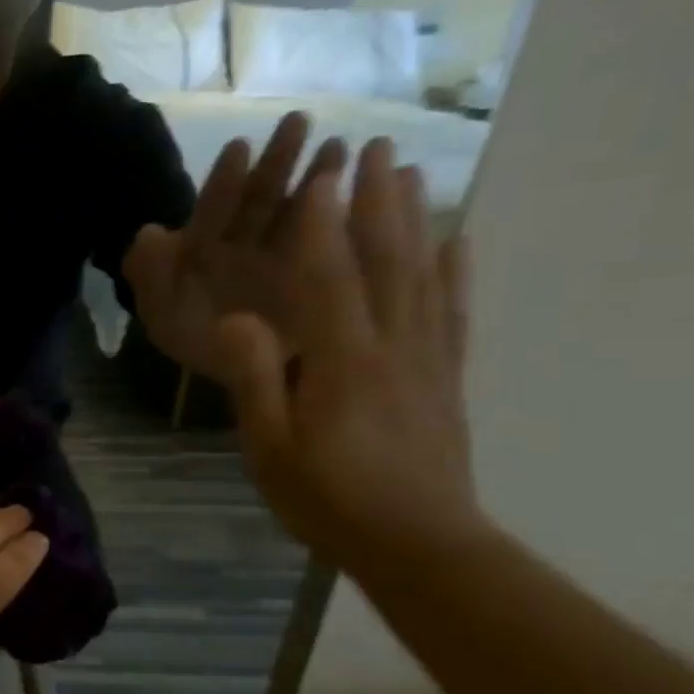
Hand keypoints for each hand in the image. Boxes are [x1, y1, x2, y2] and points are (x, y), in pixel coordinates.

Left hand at [132, 112, 346, 378]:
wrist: (240, 375)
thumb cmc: (194, 339)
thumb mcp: (160, 309)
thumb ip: (149, 271)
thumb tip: (148, 233)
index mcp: (204, 250)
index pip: (215, 208)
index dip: (225, 179)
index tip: (240, 147)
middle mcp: (244, 246)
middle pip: (261, 198)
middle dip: (279, 161)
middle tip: (299, 120)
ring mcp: (282, 256)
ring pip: (299, 209)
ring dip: (318, 176)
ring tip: (340, 145)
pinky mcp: (317, 270)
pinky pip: (334, 235)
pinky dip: (351, 212)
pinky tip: (370, 185)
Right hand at [216, 138, 480, 569]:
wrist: (419, 544)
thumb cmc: (328, 498)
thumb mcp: (270, 446)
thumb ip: (255, 379)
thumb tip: (236, 319)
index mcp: (342, 360)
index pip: (329, 277)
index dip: (322, 224)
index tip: (320, 175)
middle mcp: (392, 345)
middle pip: (387, 260)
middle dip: (379, 201)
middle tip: (376, 148)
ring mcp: (427, 358)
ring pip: (423, 276)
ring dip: (416, 220)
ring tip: (411, 174)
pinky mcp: (446, 377)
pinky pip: (453, 313)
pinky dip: (456, 272)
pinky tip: (458, 242)